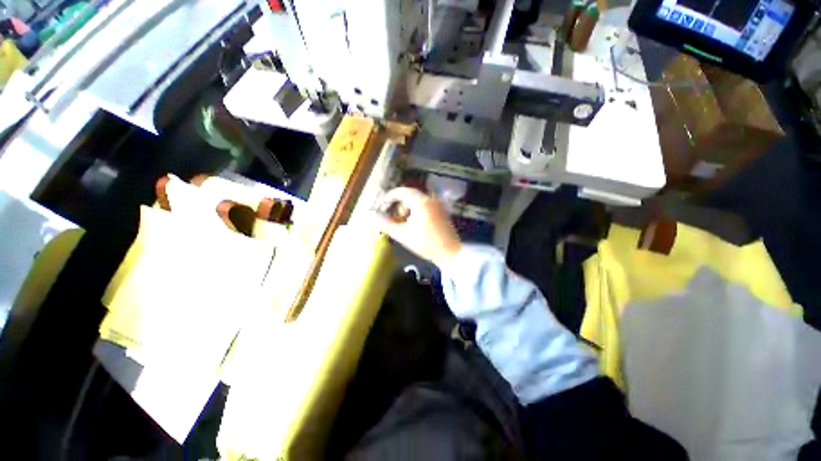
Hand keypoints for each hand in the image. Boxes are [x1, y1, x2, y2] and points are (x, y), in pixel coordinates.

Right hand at [377, 187, 461, 266]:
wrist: (450, 253)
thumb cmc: (426, 244)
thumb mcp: (403, 235)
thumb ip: (385, 224)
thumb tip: (370, 215)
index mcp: (421, 202)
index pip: (402, 191)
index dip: (390, 196)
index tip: (382, 205)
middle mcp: (431, 199)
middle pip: (410, 194)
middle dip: (400, 204)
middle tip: (396, 218)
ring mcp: (438, 204)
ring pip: (418, 199)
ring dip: (408, 207)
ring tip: (406, 222)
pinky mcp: (442, 211)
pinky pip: (426, 204)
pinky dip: (417, 209)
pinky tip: (416, 223)